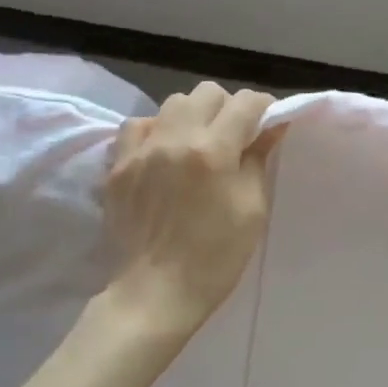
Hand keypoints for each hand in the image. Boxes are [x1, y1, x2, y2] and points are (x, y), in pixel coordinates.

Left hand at [103, 83, 282, 335]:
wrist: (154, 294)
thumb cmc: (215, 257)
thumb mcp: (252, 209)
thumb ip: (257, 159)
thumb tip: (270, 127)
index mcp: (213, 151)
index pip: (245, 103)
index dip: (263, 107)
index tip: (269, 122)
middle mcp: (175, 139)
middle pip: (207, 93)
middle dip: (227, 107)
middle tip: (234, 134)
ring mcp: (142, 150)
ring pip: (172, 103)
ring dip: (192, 115)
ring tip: (198, 141)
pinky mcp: (118, 165)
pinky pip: (138, 125)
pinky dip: (156, 129)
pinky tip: (163, 151)